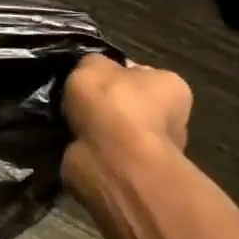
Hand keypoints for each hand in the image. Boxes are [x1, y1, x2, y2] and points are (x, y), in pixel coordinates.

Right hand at [62, 54, 191, 200]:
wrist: (114, 162)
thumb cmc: (113, 104)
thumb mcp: (93, 64)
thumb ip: (94, 63)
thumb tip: (95, 72)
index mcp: (170, 87)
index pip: (139, 73)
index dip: (112, 74)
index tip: (89, 79)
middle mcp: (171, 118)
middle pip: (128, 104)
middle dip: (104, 105)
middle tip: (74, 102)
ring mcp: (154, 151)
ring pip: (115, 131)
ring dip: (94, 129)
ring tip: (67, 123)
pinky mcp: (135, 175)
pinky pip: (106, 154)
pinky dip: (89, 150)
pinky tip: (72, 143)